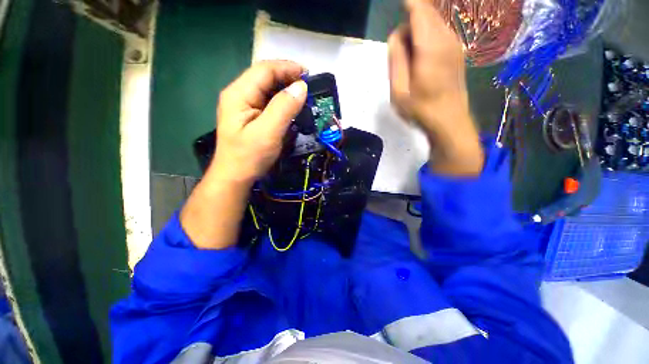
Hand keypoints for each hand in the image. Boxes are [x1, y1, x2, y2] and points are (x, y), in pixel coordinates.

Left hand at [181, 60, 306, 248]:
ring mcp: (246, 107)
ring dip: (287, 91)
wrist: (236, 177)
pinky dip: (283, 103)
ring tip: (304, 96)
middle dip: (288, 78)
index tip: (308, 74)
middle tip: (308, 87)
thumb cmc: (249, 156)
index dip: (286, 68)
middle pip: (266, 77)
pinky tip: (293, 108)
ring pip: (269, 90)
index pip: (264, 70)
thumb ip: (284, 108)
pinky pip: (270, 103)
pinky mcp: (252, 117)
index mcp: (239, 94)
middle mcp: (240, 95)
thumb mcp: (268, 132)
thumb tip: (301, 87)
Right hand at [388, 0, 483, 175]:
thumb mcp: (398, 90)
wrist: (449, 121)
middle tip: (398, 52)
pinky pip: (441, 34)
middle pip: (427, 14)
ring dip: (418, 32)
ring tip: (408, 61)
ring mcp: (455, 45)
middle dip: (410, 23)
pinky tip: (420, 60)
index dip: (408, 4)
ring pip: (434, 24)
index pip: (419, 9)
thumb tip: (397, 35)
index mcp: (430, 46)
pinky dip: (427, 38)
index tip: (398, 6)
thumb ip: (396, 59)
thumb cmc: (420, 109)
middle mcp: (446, 38)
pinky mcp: (457, 53)